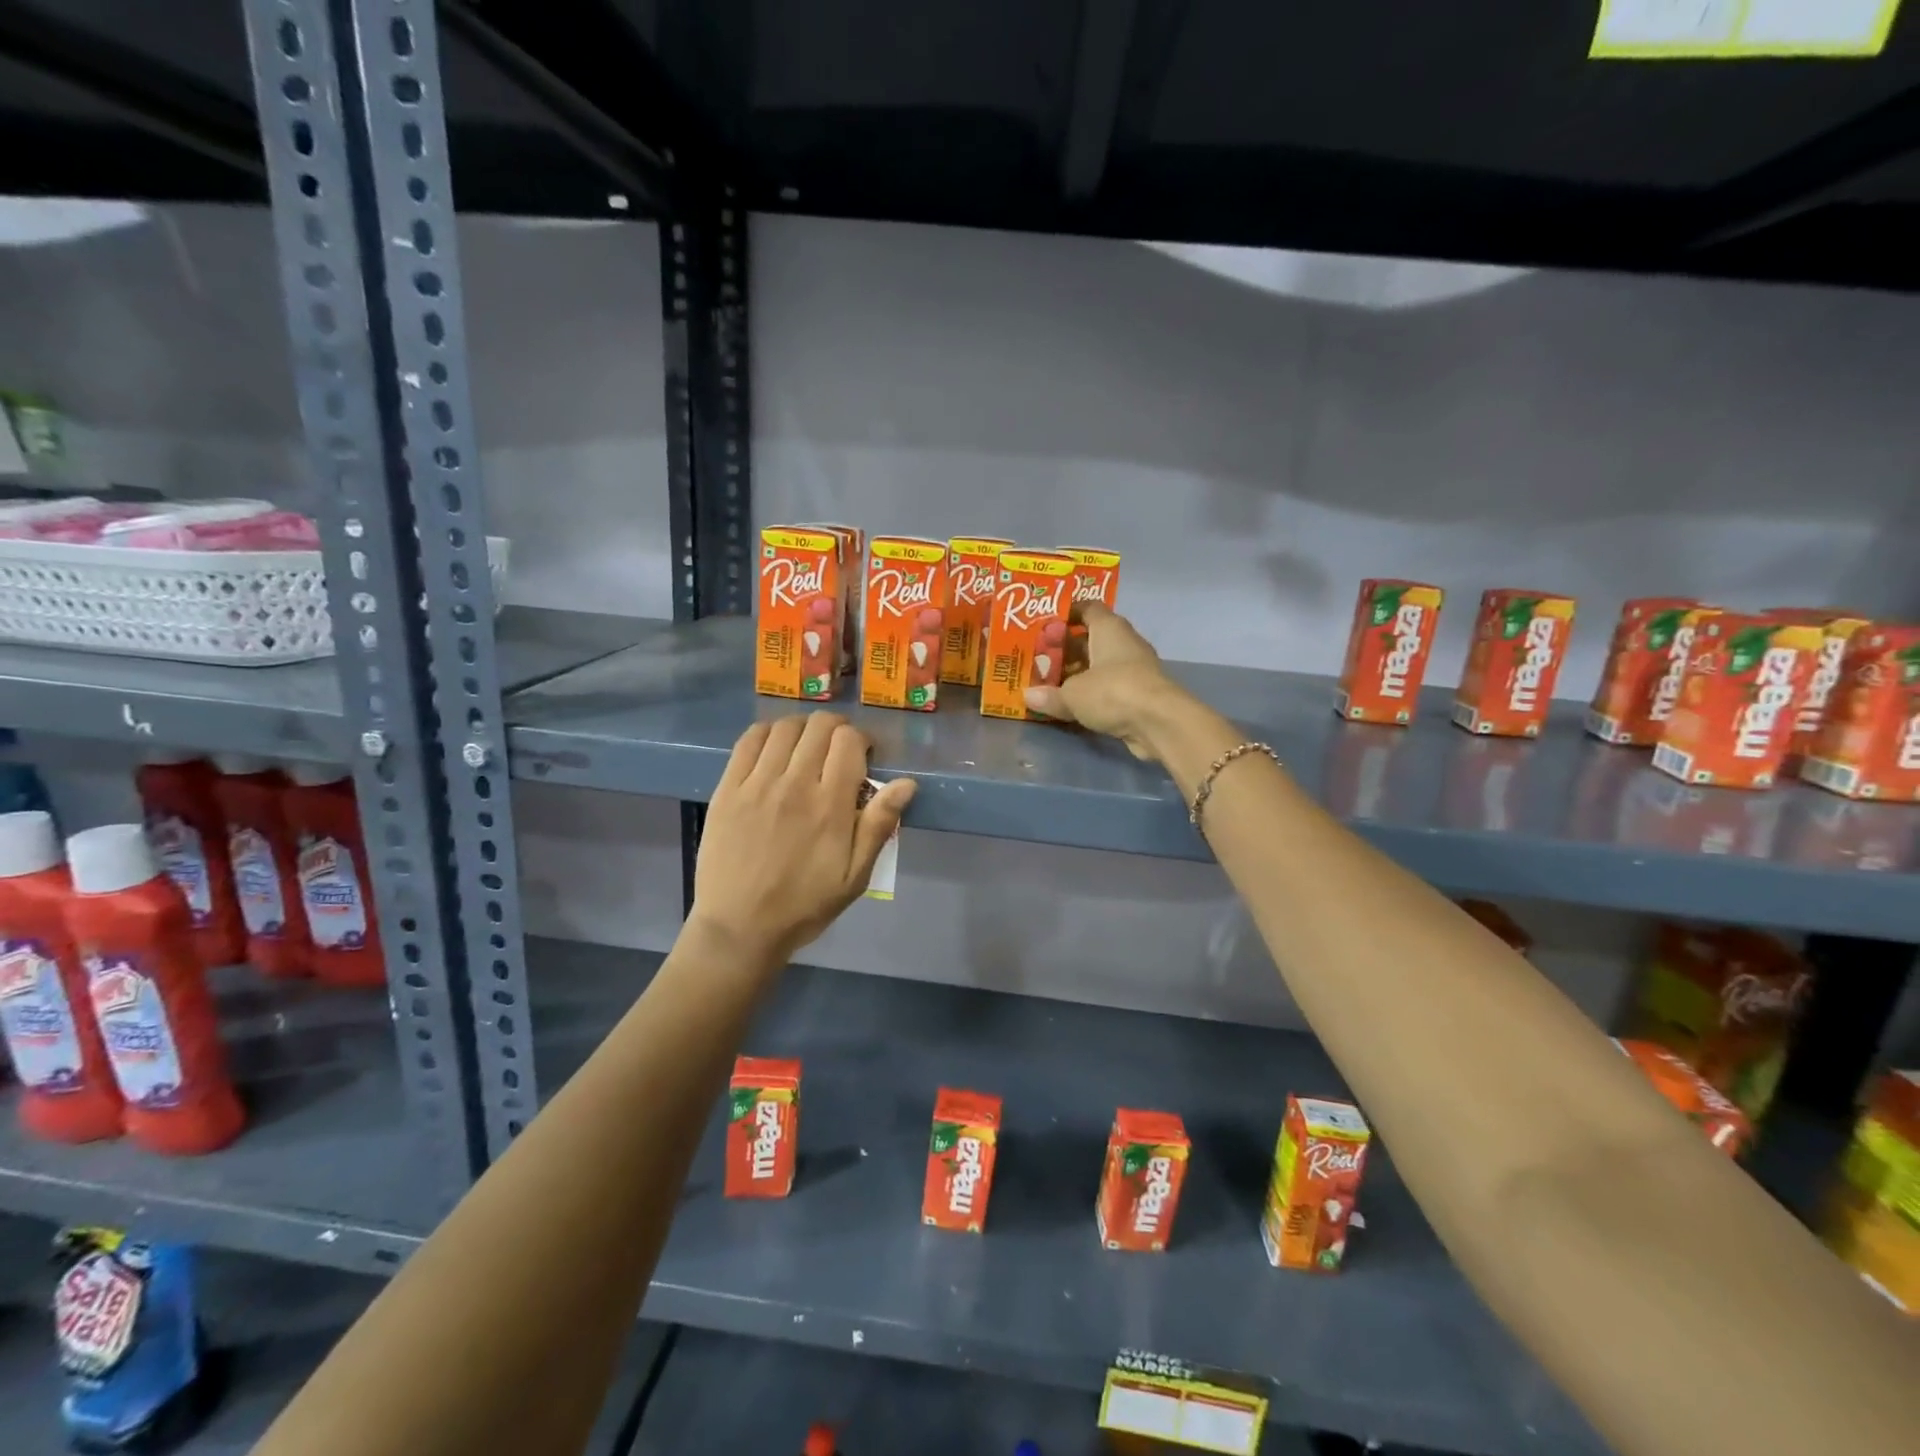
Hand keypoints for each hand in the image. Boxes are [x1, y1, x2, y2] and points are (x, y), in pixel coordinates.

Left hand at [689, 713, 915, 963]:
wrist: (739, 927)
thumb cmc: (804, 905)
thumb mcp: (855, 876)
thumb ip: (879, 825)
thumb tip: (907, 783)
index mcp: (829, 805)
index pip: (849, 742)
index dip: (861, 740)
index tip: (863, 756)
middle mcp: (794, 784)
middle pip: (819, 726)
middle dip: (836, 729)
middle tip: (838, 750)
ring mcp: (756, 783)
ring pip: (784, 727)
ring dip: (803, 728)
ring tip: (807, 747)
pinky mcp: (727, 788)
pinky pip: (748, 741)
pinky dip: (767, 733)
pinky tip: (774, 747)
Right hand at [1024, 603, 1187, 760]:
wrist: (1159, 722)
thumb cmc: (1113, 692)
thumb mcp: (1072, 694)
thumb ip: (1049, 695)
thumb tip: (1028, 696)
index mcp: (1109, 628)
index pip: (1088, 608)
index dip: (1067, 613)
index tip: (1045, 625)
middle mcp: (1124, 643)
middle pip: (1092, 639)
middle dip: (1066, 649)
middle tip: (1039, 659)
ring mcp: (1135, 669)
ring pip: (1100, 665)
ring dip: (1079, 673)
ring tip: (1050, 683)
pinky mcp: (1140, 693)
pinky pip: (1109, 687)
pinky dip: (1092, 693)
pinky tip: (1073, 704)